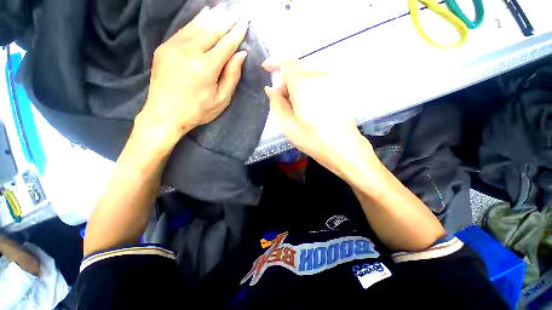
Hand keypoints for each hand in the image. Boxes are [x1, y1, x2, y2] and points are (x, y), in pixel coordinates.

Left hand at [136, 4, 248, 144]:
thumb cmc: (198, 111)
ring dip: (212, 16)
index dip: (236, 33)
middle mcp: (190, 52)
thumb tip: (240, 55)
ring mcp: (174, 47)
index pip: (226, 45)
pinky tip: (203, 15)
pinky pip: (183, 30)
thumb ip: (232, 76)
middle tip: (237, 12)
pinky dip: (195, 21)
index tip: (245, 23)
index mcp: (206, 67)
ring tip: (223, 8)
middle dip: (226, 21)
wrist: (164, 114)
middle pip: (212, 31)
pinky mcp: (164, 48)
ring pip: (197, 26)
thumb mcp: (221, 100)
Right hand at [263, 59, 372, 175]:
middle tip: (282, 100)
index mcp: (303, 85)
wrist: (343, 147)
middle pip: (297, 69)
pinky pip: (318, 81)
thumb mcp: (288, 125)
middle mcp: (318, 77)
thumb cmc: (312, 139)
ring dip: (298, 85)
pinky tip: (310, 106)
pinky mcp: (339, 89)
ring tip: (296, 106)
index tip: (266, 69)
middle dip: (286, 81)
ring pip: (308, 75)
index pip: (286, 63)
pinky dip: (309, 88)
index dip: (274, 62)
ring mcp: (331, 82)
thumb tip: (271, 89)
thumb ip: (276, 104)